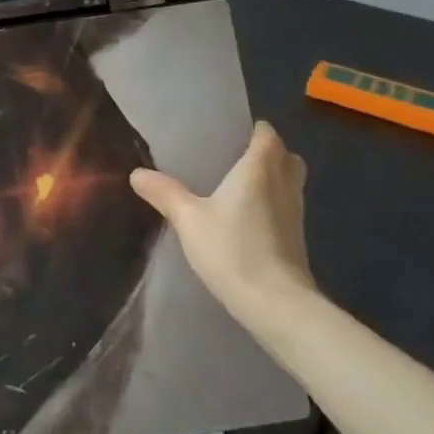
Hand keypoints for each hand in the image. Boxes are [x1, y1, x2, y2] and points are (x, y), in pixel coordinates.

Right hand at [130, 122, 317, 328]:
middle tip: (234, 159)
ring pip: (289, 183)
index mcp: (260, 168)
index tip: (230, 134)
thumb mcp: (188, 219)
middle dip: (266, 153)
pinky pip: (286, 207)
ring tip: (236, 188)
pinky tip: (245, 220)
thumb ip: (164, 193)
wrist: (276, 304)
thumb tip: (137, 173)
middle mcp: (284, 184)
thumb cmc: (233, 249)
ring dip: (271, 180)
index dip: (253, 130)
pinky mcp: (296, 239)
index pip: (267, 134)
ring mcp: (295, 213)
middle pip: (285, 156)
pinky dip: (272, 205)